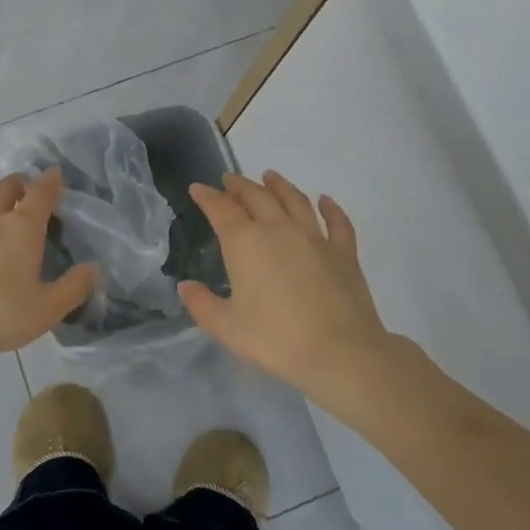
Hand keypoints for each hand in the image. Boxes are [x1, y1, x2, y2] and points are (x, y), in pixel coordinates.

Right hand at [180, 171, 390, 399]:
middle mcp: (279, 229)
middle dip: (240, 186)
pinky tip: (326, 200)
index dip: (207, 197)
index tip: (198, 188)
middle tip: (229, 180)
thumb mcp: (228, 327)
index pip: (221, 209)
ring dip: (280, 186)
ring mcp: (314, 238)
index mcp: (246, 243)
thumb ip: (202, 304)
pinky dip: (331, 208)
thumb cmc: (276, 339)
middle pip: (257, 197)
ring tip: (270, 176)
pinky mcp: (343, 253)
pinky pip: (337, 223)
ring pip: (294, 201)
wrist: (339, 352)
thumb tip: (185, 286)